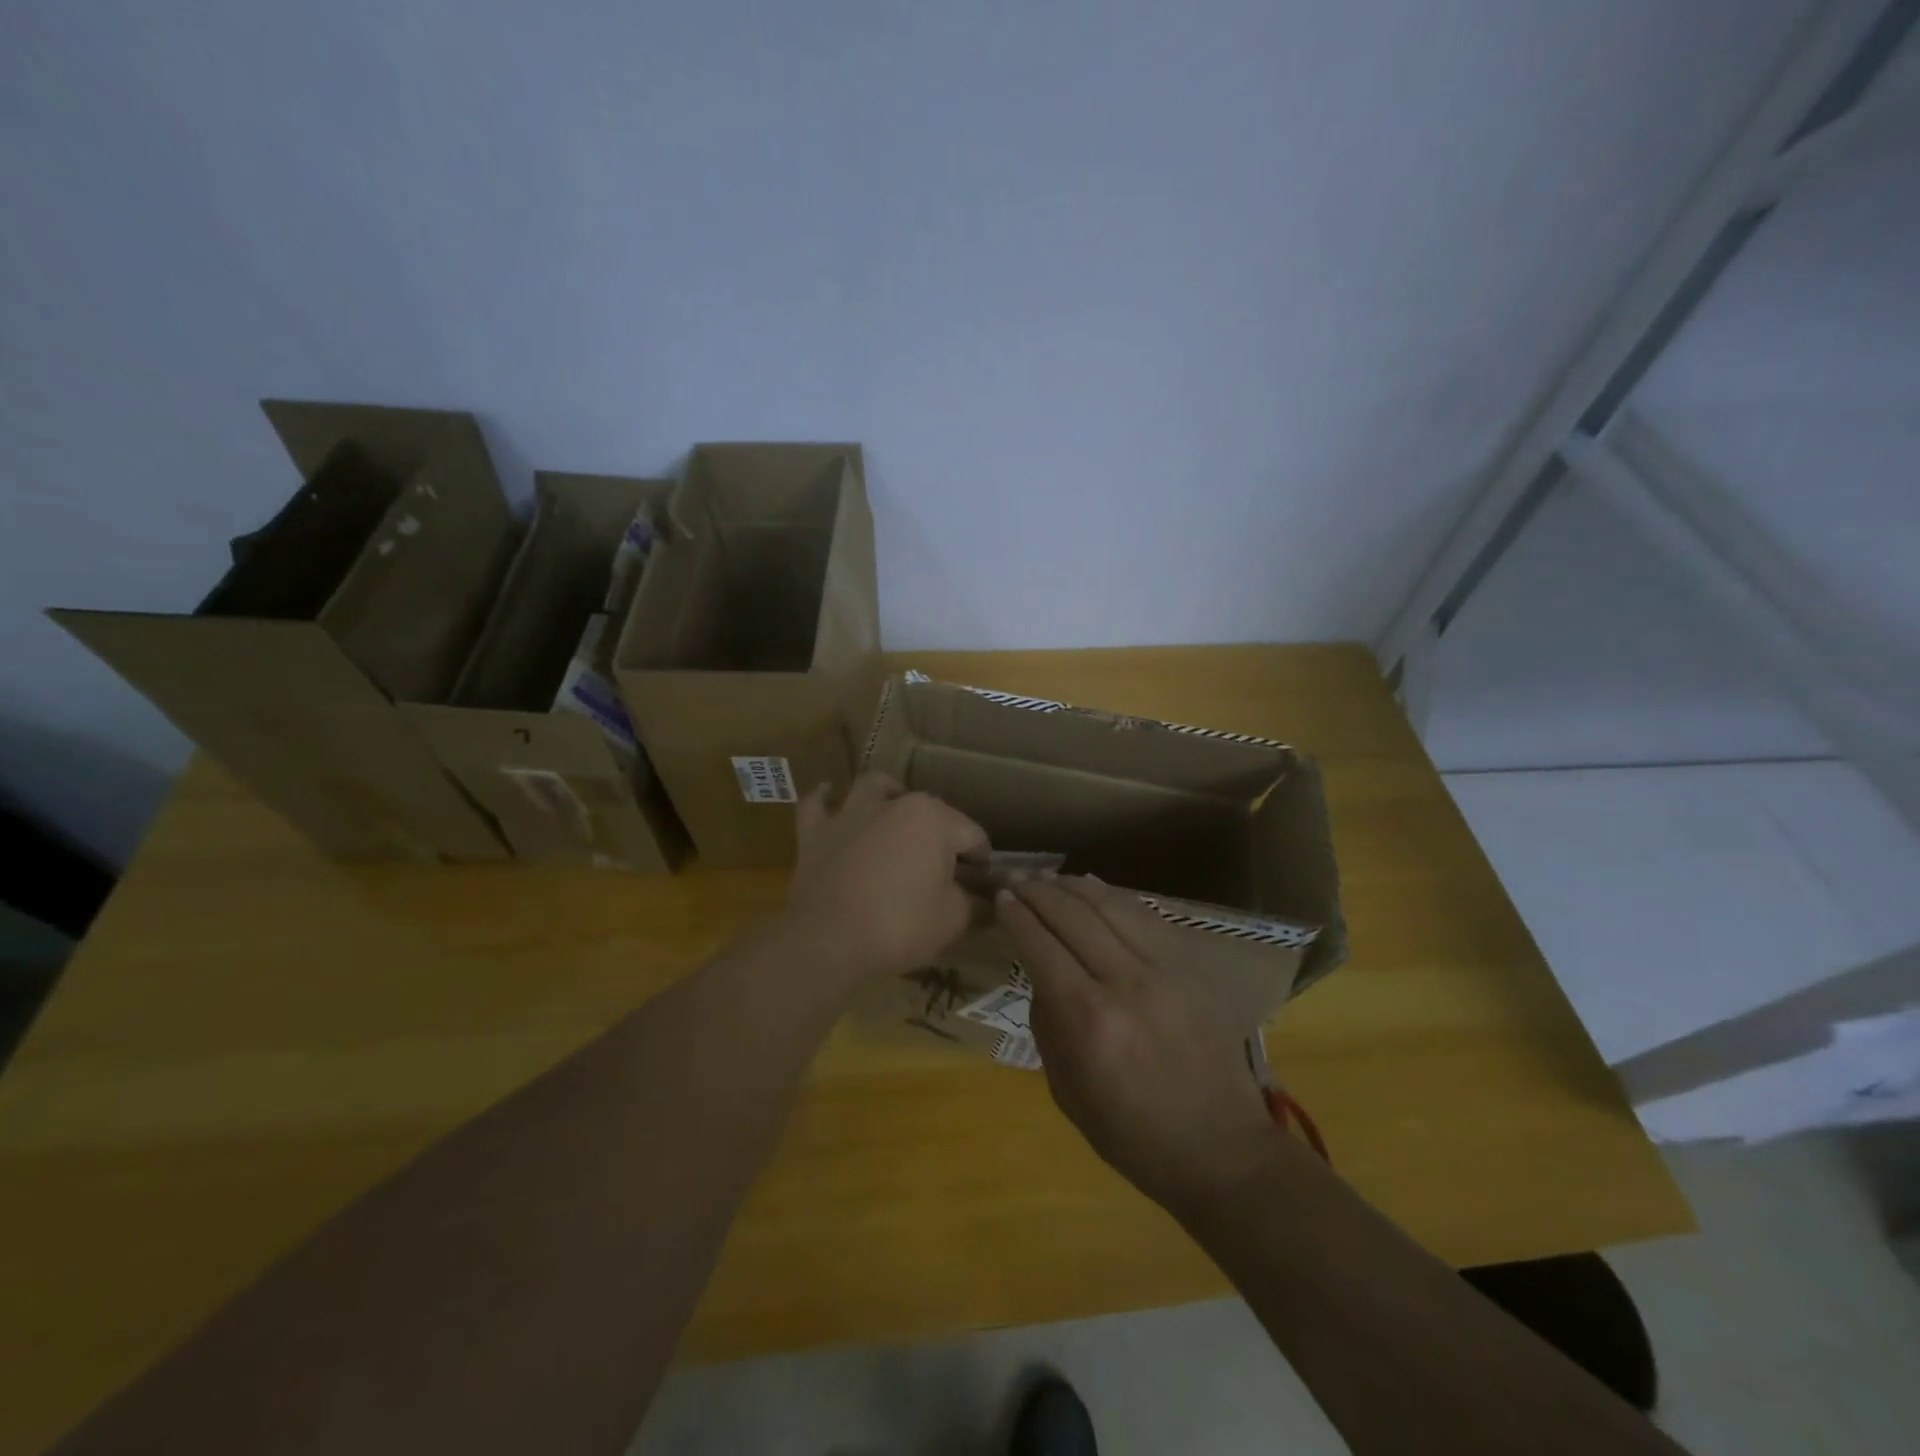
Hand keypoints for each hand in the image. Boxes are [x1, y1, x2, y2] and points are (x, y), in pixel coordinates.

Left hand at [784, 774, 989, 988]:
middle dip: (941, 833)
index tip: (983, 883)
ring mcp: (850, 814)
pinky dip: (825, 801)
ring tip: (895, 812)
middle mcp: (893, 804)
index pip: (971, 834)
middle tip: (945, 868)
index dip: (981, 860)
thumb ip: (975, 903)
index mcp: (934, 819)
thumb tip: (986, 901)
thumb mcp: (954, 920)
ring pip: (875, 789)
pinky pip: (818, 806)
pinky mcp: (815, 833)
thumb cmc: (900, 926)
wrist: (828, 942)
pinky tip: (830, 799)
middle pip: (929, 810)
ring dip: (888, 796)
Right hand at [997, 877, 1283, 1215]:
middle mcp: (1126, 983)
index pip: (1042, 946)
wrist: (1220, 1149)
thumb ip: (1047, 1024)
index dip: (1017, 916)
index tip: (1000, 898)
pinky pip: (1146, 915)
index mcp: (1089, 1021)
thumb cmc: (1132, 1134)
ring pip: (1111, 904)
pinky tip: (1094, 885)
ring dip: (1073, 886)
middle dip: (1038, 891)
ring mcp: (1165, 970)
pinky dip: (1114, 895)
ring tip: (1048, 878)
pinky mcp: (1191, 967)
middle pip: (1073, 915)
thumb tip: (1041, 974)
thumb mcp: (1066, 1090)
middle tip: (1015, 879)